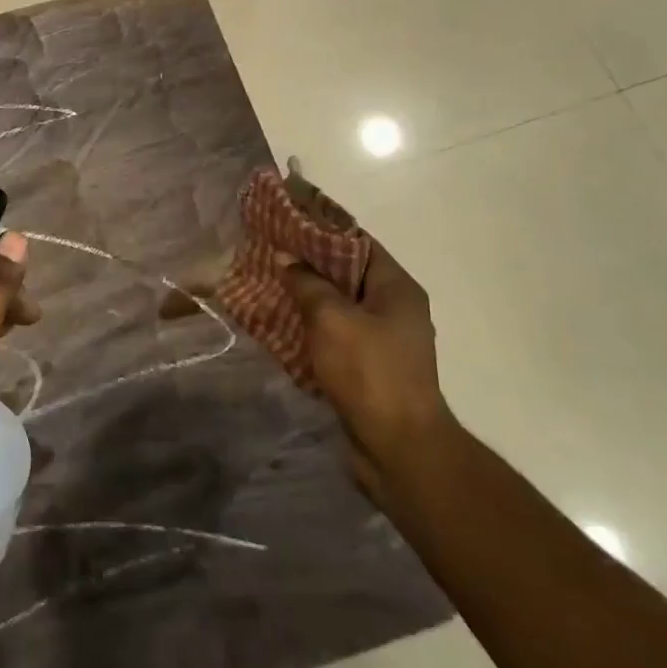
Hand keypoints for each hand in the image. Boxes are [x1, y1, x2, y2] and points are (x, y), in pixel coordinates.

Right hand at [281, 240, 453, 500]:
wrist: (398, 447)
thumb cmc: (369, 372)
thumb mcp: (332, 318)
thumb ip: (308, 283)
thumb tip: (287, 258)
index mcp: (396, 288)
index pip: (357, 242)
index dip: (321, 228)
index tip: (285, 220)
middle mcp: (394, 308)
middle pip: (346, 273)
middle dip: (308, 263)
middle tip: (269, 252)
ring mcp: (383, 340)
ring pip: (338, 305)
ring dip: (305, 296)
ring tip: (267, 284)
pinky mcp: (369, 367)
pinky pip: (335, 334)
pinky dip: (310, 327)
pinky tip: (280, 324)